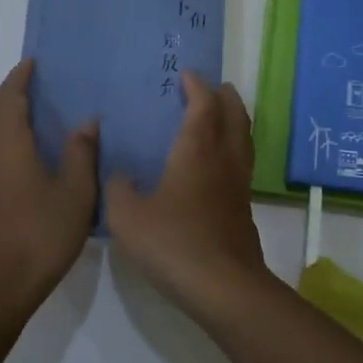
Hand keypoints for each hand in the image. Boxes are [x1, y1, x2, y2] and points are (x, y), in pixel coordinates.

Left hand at [0, 59, 98, 318]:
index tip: (31, 63)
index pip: (8, 98)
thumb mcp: (77, 193)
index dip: (19, 78)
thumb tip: (86, 121)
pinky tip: (2, 164)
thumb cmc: (42, 234)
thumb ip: (82, 153)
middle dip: (5, 97)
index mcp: (9, 144)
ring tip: (14, 126)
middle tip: (30, 93)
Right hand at [104, 70, 267, 317]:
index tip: (187, 75)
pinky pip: (242, 162)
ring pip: (243, 138)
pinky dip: (233, 148)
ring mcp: (239, 184)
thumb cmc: (173, 242)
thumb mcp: (128, 216)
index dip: (197, 86)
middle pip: (234, 114)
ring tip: (221, 116)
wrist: (224, 287)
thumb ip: (118, 189)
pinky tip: (217, 164)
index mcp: (197, 149)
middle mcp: (224, 158)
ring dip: (234, 119)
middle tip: (213, 87)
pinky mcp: (244, 208)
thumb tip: (120, 175)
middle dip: (224, 96)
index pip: (203, 104)